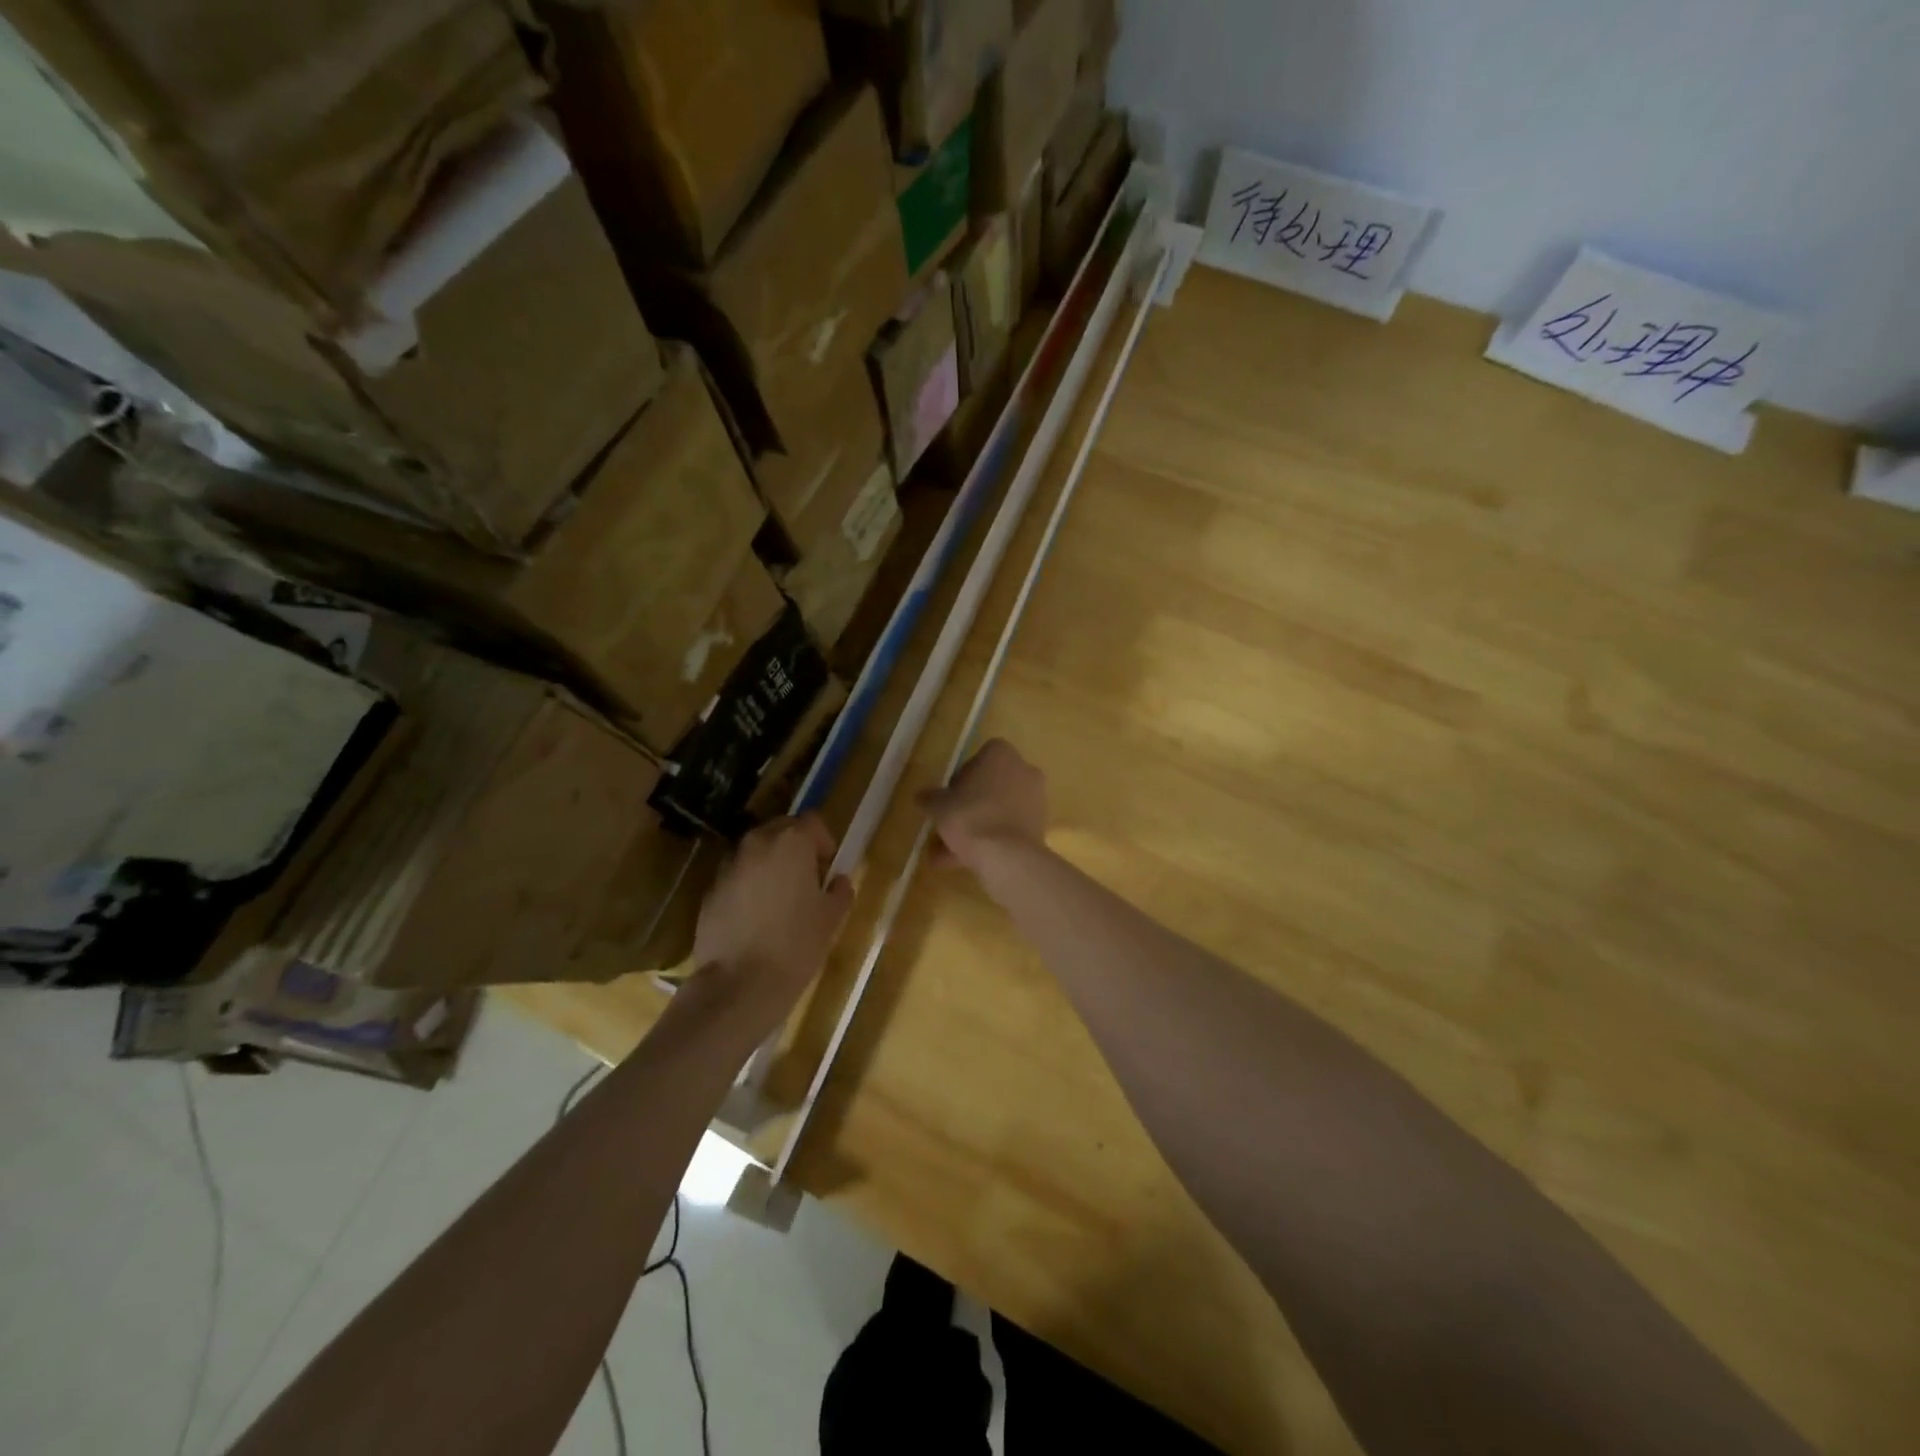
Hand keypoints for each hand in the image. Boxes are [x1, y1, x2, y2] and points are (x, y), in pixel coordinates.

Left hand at [691, 815, 852, 1027]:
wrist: (739, 984)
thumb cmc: (796, 945)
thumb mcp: (831, 918)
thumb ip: (839, 891)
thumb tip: (838, 881)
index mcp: (791, 842)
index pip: (813, 822)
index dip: (824, 842)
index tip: (827, 869)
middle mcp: (757, 844)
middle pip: (781, 830)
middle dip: (795, 848)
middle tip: (806, 880)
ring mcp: (729, 866)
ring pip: (755, 852)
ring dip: (769, 865)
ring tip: (779, 900)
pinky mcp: (710, 891)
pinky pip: (736, 877)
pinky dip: (748, 886)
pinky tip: (755, 918)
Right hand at [917, 739, 1048, 872]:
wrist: (1007, 855)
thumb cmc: (970, 817)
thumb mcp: (939, 806)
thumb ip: (930, 798)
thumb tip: (921, 796)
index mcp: (1001, 754)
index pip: (978, 758)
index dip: (960, 779)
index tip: (948, 798)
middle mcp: (1024, 770)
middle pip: (990, 786)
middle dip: (968, 807)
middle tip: (948, 826)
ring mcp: (1036, 799)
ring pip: (998, 810)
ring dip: (977, 828)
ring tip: (949, 854)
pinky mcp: (1040, 826)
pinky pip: (1009, 829)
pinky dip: (991, 841)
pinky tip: (967, 861)